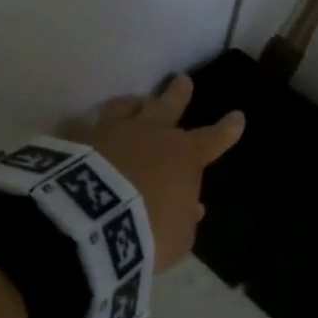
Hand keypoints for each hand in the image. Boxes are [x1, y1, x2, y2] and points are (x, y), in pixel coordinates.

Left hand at [69, 75, 243, 271]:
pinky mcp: (79, 137)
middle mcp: (151, 134)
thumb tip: (192, 206)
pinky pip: (87, 125)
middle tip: (182, 81)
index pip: (213, 140)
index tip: (237, 116)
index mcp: (184, 157)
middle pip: (168, 107)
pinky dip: (91, 126)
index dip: (227, 130)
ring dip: (134, 103)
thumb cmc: (148, 231)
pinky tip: (86, 127)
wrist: (93, 219)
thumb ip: (185, 218)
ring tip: (135, 100)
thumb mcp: (178, 237)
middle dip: (178, 94)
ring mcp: (113, 131)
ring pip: (127, 107)